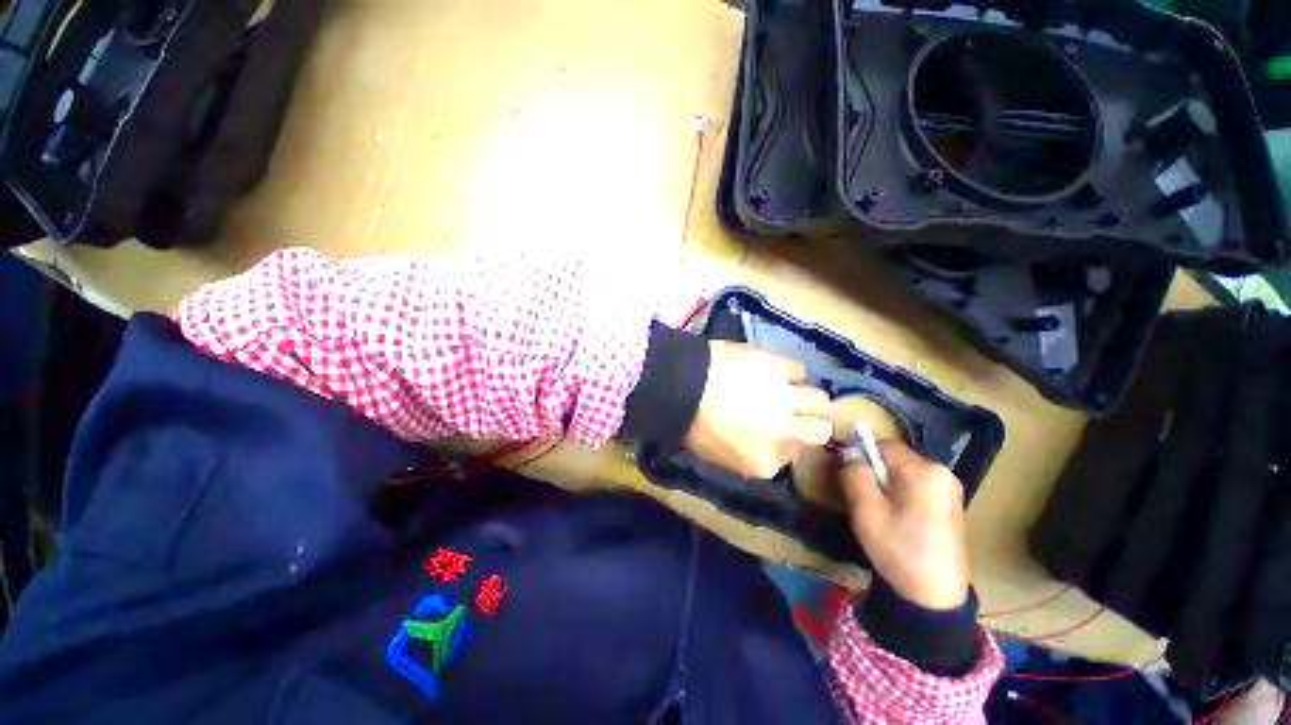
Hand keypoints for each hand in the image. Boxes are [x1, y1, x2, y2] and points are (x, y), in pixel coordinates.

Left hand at [683, 341, 831, 478]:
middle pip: (819, 431)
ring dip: (805, 397)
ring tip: (786, 389)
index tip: (771, 431)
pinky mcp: (779, 367)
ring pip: (819, 400)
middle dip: (809, 423)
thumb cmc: (690, 425)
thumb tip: (760, 442)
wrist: (680, 388)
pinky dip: (787, 371)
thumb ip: (747, 455)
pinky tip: (771, 370)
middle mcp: (784, 434)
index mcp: (764, 463)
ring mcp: (786, 400)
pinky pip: (797, 369)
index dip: (783, 441)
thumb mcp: (716, 455)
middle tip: (792, 412)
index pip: (791, 456)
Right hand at [841, 441, 969, 609]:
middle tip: (863, 497)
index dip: (861, 453)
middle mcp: (943, 473)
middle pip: (895, 457)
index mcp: (925, 472)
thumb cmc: (898, 551)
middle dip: (875, 470)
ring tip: (878, 510)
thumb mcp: (866, 511)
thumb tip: (849, 452)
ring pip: (904, 471)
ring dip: (886, 482)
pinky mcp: (950, 502)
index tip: (849, 474)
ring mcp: (950, 488)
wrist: (934, 597)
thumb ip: (854, 474)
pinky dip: (900, 492)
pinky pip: (916, 484)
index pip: (884, 444)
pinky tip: (897, 517)